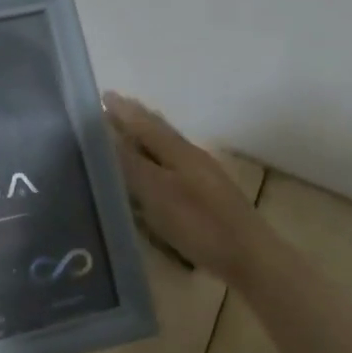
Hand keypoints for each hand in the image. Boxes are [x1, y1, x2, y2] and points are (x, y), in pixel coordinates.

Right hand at [104, 92, 268, 282]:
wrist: (249, 257)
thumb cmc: (198, 223)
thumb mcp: (156, 193)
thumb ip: (131, 163)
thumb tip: (105, 134)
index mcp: (178, 151)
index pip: (145, 123)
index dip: (123, 110)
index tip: (103, 95)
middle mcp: (191, 156)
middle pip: (160, 130)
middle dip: (136, 118)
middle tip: (112, 108)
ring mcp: (202, 176)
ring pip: (168, 146)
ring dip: (147, 136)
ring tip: (129, 132)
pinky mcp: (206, 196)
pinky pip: (173, 165)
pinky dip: (156, 157)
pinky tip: (153, 170)